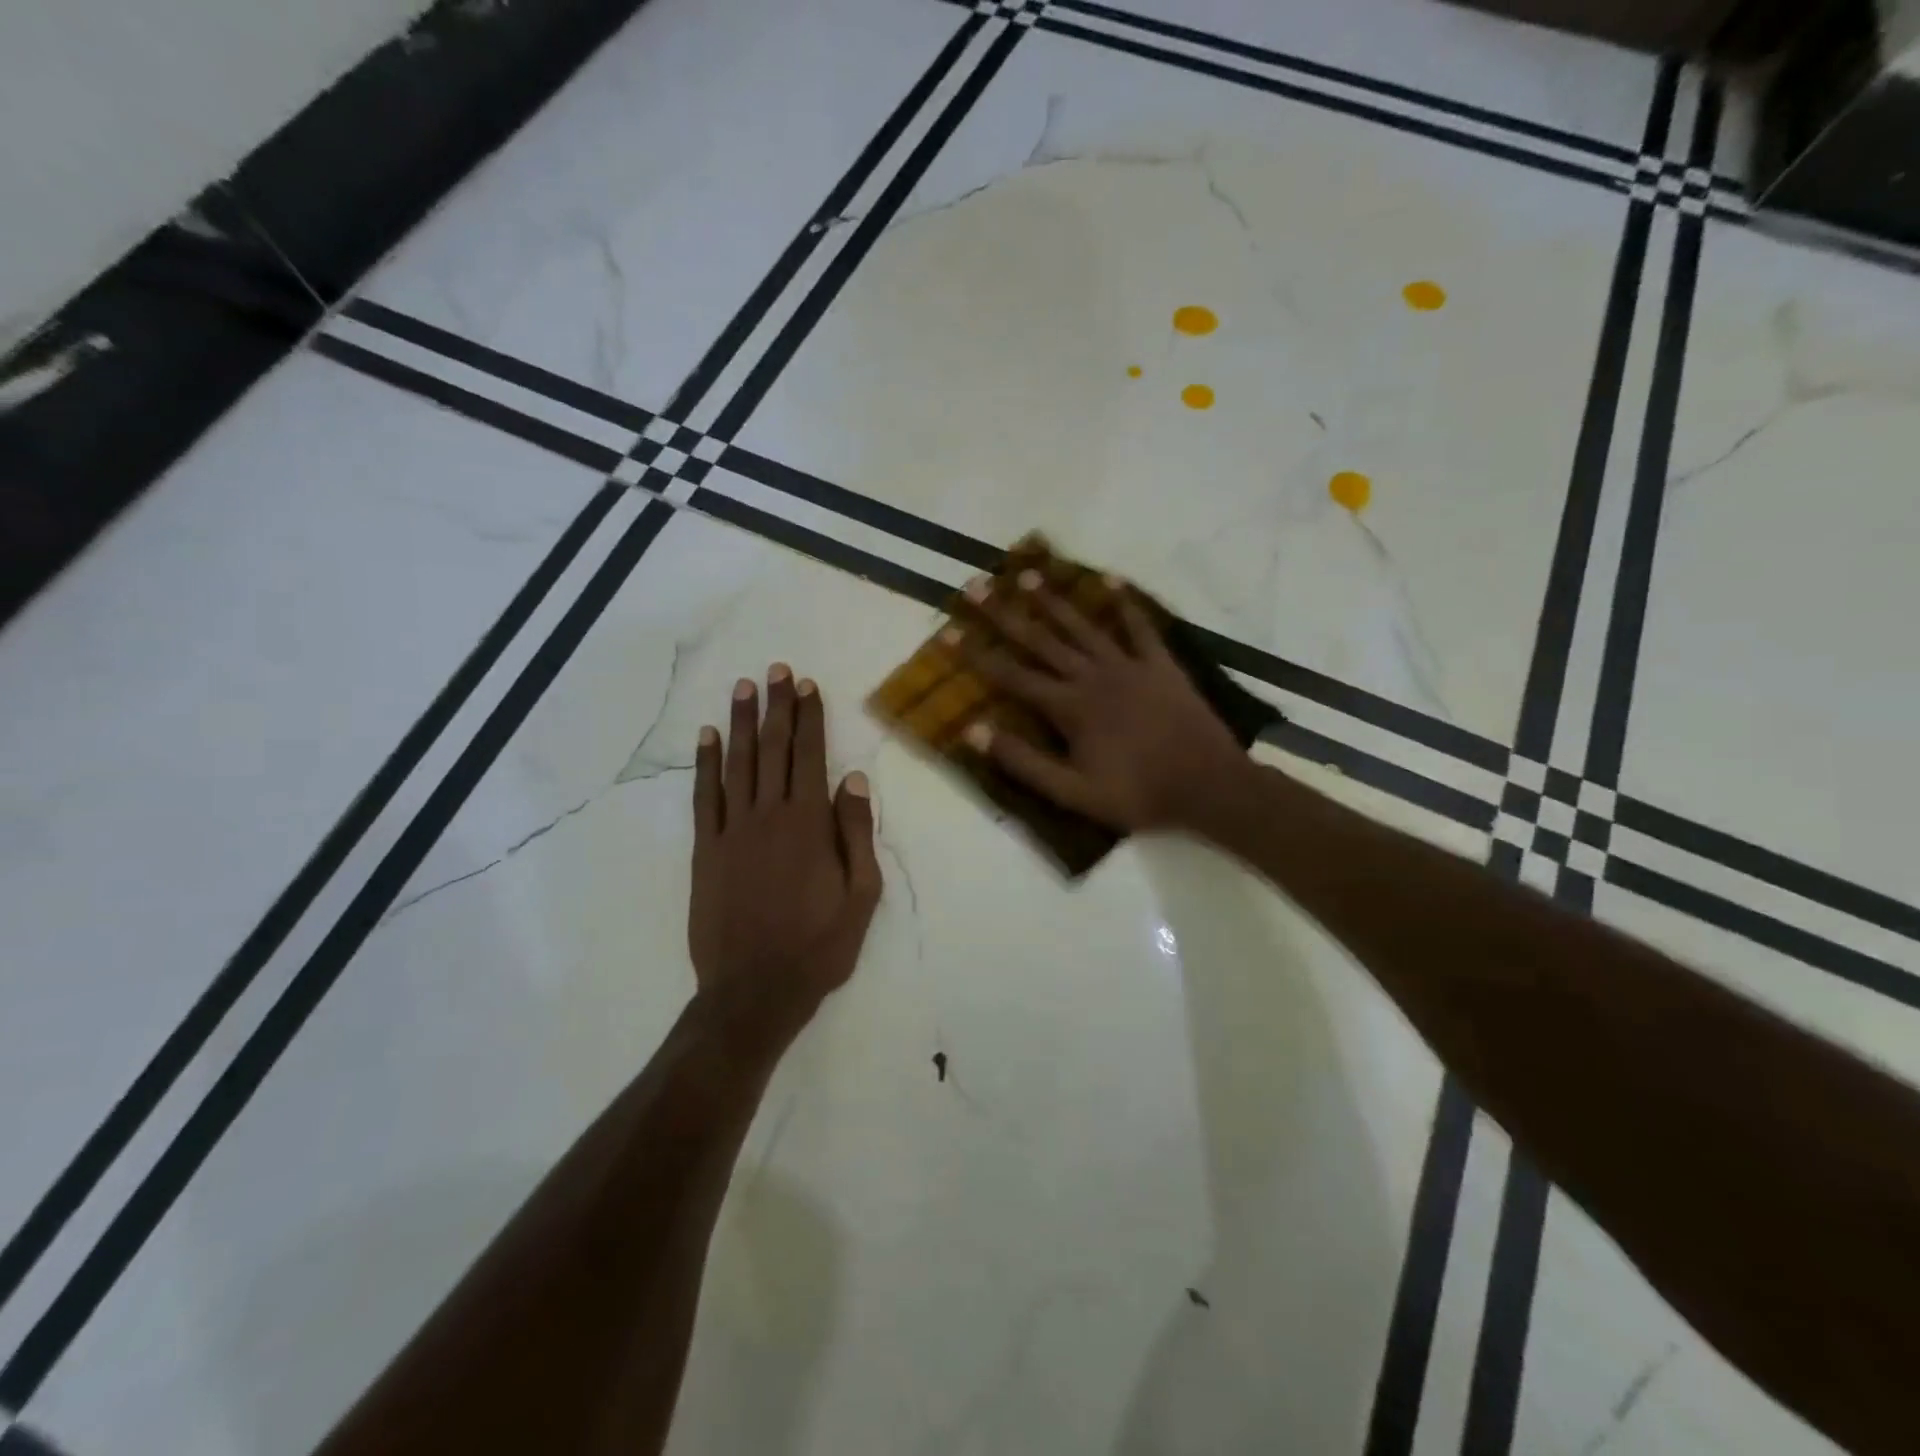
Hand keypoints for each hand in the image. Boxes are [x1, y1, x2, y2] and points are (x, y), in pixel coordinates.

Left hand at [688, 665, 882, 1043]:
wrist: (754, 991)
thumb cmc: (819, 946)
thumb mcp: (861, 895)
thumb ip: (856, 833)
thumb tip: (853, 780)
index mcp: (809, 824)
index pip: (810, 756)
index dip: (809, 718)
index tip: (808, 686)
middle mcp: (769, 815)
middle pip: (772, 749)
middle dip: (776, 707)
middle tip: (777, 671)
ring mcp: (732, 831)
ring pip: (737, 764)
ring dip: (740, 723)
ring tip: (743, 688)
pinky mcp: (706, 850)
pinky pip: (705, 797)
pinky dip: (705, 764)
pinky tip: (707, 738)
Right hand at [963, 576, 1249, 832]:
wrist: (1207, 785)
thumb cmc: (1137, 794)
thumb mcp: (1073, 792)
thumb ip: (1023, 762)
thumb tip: (974, 732)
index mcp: (1069, 707)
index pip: (1012, 676)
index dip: (977, 654)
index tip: (948, 632)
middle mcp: (1093, 676)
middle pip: (1041, 640)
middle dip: (1005, 614)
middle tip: (977, 585)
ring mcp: (1129, 665)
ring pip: (1083, 626)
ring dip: (1054, 601)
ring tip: (1029, 575)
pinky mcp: (1160, 664)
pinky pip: (1140, 627)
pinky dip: (1126, 603)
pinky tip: (1112, 580)